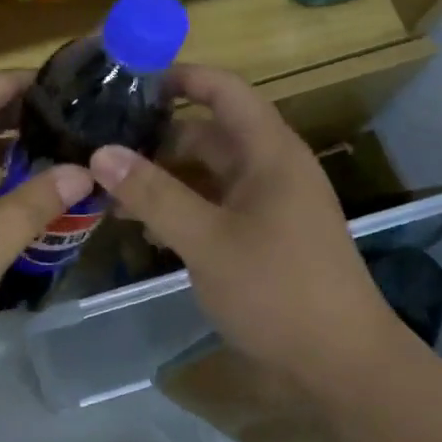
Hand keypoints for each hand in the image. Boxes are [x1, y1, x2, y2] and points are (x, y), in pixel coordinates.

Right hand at [88, 65, 399, 390]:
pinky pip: (215, 208)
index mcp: (269, 152)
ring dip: (164, 180)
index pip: (223, 90)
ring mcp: (268, 205)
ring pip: (208, 176)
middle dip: (157, 139)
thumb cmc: (277, 290)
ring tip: (108, 191)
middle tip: (100, 147)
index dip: (179, 77)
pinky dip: (181, 211)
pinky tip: (143, 228)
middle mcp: (270, 169)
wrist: (340, 364)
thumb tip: (100, 152)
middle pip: (208, 134)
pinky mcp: (263, 238)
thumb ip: (153, 195)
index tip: (126, 81)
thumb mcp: (207, 240)